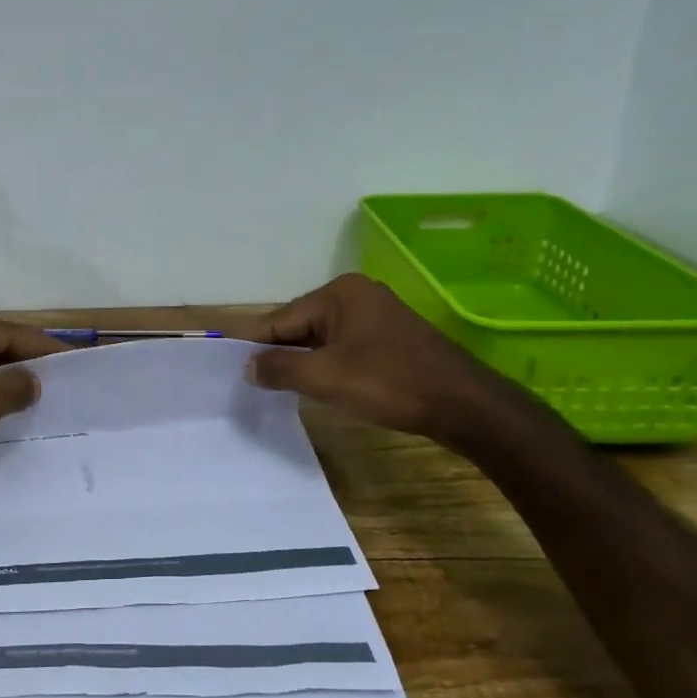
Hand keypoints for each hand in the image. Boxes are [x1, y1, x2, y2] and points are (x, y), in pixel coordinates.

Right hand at [248, 275, 518, 449]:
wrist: (462, 404)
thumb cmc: (389, 383)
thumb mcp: (325, 378)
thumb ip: (280, 369)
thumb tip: (249, 367)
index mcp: (339, 293)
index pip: (281, 319)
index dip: (257, 346)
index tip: (233, 370)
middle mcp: (356, 294)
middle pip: (300, 325)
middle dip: (281, 355)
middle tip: (256, 386)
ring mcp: (376, 314)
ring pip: (322, 339)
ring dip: (305, 363)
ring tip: (283, 389)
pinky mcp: (390, 337)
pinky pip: (344, 347)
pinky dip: (329, 365)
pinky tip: (322, 387)